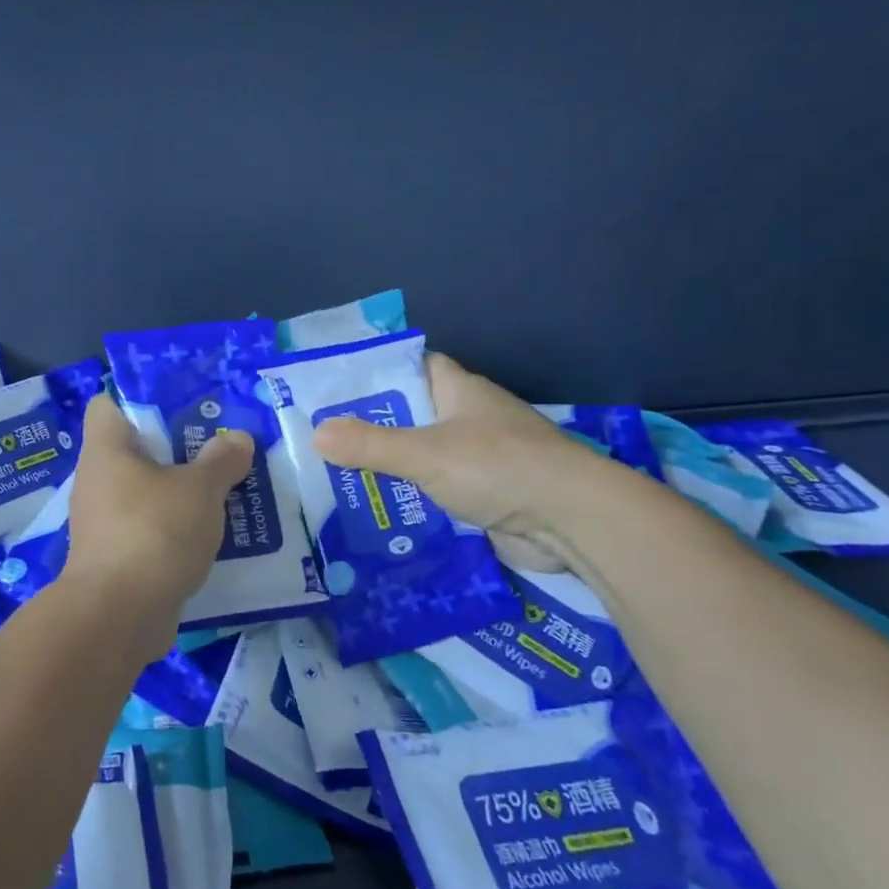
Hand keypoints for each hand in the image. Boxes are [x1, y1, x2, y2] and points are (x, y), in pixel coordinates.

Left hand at [63, 393, 252, 618]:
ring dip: (181, 491)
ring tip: (226, 486)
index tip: (182, 404)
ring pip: (146, 491)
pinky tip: (212, 532)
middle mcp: (98, 479)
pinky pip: (150, 527)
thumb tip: (237, 438)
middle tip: (221, 445)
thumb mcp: (199, 490)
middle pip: (136, 449)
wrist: (118, 616)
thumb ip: (221, 460)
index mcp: (107, 448)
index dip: (141, 398)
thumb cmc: (154, 532)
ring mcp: (104, 521)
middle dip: (178, 447)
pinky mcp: (117, 556)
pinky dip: (175, 527)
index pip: (108, 403)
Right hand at [311, 354, 612, 571]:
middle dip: (372, 427)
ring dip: (390, 467)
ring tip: (335, 476)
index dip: (378, 372)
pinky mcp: (486, 496)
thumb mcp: (424, 453)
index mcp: (460, 391)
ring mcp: (481, 459)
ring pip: (423, 456)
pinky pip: (437, 491)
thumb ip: (369, 445)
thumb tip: (316, 434)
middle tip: (322, 439)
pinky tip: (376, 510)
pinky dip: (411, 499)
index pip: (414, 366)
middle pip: (413, 414)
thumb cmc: (499, 468)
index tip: (336, 386)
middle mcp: (470, 419)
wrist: (573, 522)